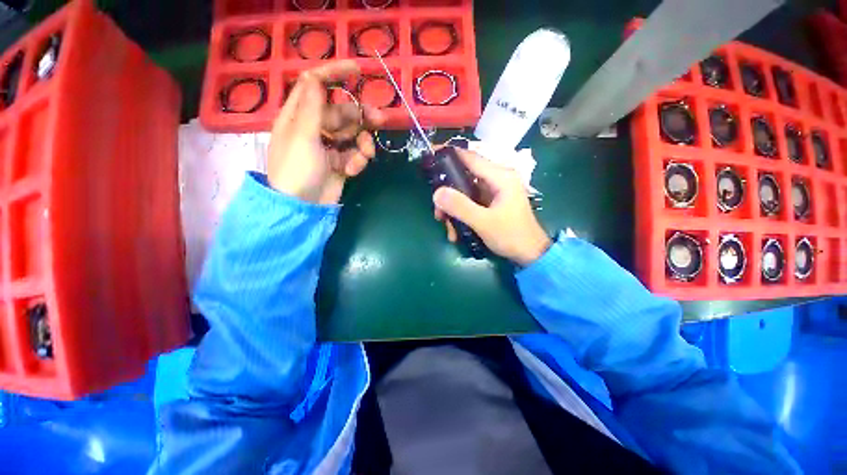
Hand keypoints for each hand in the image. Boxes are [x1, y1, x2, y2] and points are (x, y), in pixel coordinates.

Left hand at [268, 60, 385, 203]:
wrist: (303, 207)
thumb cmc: (297, 170)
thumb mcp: (302, 136)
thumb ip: (312, 107)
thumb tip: (314, 76)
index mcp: (300, 116)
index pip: (315, 85)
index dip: (334, 73)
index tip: (357, 70)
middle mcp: (315, 128)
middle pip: (342, 112)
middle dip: (360, 116)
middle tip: (380, 119)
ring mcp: (329, 147)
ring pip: (353, 134)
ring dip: (363, 142)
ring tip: (367, 154)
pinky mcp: (340, 163)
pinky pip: (355, 154)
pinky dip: (358, 160)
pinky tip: (354, 169)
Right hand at [433, 148, 550, 265]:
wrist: (530, 254)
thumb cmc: (512, 236)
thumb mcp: (484, 222)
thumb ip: (460, 207)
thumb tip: (436, 192)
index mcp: (500, 177)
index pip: (470, 158)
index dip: (450, 155)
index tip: (430, 155)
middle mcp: (497, 180)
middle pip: (464, 177)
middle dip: (448, 194)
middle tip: (438, 212)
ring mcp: (493, 192)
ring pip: (465, 192)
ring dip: (453, 209)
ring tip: (448, 227)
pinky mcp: (491, 203)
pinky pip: (470, 203)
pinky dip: (461, 214)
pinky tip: (456, 231)